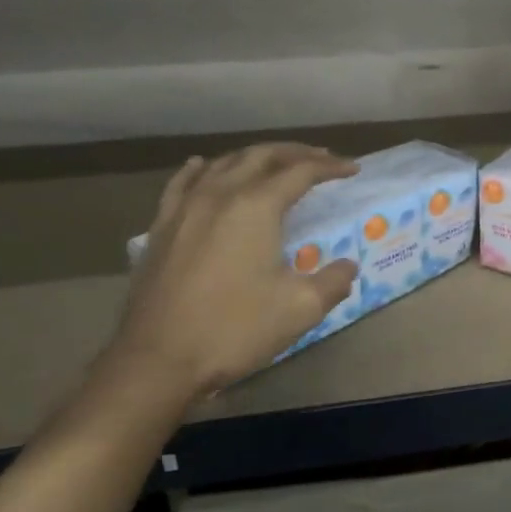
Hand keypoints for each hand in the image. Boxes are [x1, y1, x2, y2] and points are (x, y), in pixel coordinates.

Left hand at [106, 143, 359, 400]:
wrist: (158, 358)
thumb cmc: (234, 329)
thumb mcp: (300, 309)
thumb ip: (332, 282)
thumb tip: (347, 267)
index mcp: (256, 207)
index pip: (300, 172)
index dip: (329, 167)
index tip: (352, 169)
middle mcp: (219, 194)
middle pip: (261, 156)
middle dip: (295, 153)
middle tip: (321, 158)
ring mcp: (184, 208)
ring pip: (223, 164)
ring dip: (255, 158)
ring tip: (274, 164)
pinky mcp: (162, 227)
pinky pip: (183, 183)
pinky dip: (202, 169)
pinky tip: (205, 166)